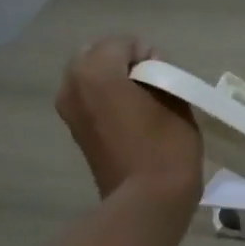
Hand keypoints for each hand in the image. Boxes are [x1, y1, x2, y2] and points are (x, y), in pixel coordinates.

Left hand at [55, 38, 202, 202]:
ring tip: (143, 102)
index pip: (123, 43)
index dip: (149, 54)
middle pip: (98, 56)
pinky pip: (89, 101)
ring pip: (90, 78)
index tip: (167, 77)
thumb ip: (158, 76)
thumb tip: (147, 73)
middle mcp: (73, 85)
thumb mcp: (174, 100)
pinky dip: (107, 101)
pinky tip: (131, 118)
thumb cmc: (166, 148)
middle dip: (123, 63)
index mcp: (96, 70)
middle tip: (153, 85)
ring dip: (113, 82)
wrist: (147, 202)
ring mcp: (69, 110)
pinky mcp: (75, 132)